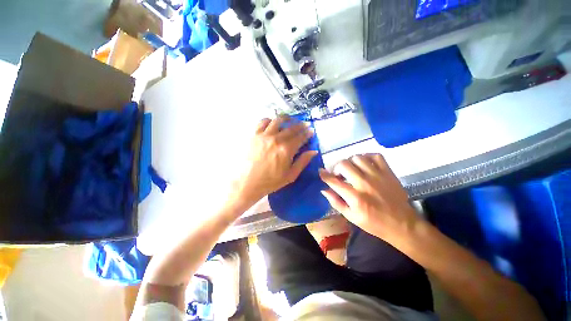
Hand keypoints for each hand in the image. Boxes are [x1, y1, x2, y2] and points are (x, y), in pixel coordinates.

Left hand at [233, 116, 316, 204]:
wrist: (248, 183)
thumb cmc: (271, 181)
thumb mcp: (290, 175)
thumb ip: (303, 162)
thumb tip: (313, 151)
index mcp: (286, 150)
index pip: (301, 137)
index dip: (308, 133)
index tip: (312, 130)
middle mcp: (276, 139)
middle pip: (291, 128)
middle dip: (301, 125)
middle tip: (305, 124)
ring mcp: (264, 135)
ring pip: (278, 120)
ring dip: (287, 119)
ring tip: (291, 120)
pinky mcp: (255, 135)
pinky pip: (263, 122)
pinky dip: (270, 120)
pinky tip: (273, 123)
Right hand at [318, 154, 420, 246]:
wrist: (402, 224)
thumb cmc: (374, 223)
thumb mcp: (351, 217)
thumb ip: (336, 202)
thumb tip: (324, 189)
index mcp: (355, 197)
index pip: (334, 181)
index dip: (324, 175)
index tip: (321, 171)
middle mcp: (364, 183)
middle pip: (344, 165)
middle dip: (337, 167)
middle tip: (339, 174)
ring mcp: (378, 176)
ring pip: (357, 157)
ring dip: (350, 162)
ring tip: (351, 169)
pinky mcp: (388, 172)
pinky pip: (375, 156)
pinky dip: (367, 157)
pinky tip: (364, 164)